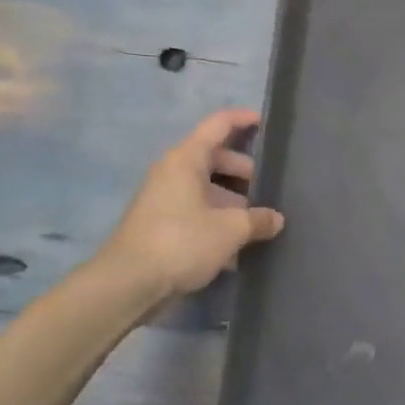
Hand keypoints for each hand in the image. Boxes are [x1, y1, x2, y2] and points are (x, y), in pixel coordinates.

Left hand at [93, 108, 284, 308]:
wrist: (127, 285)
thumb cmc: (182, 242)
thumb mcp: (230, 230)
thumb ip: (258, 220)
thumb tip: (276, 219)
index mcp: (186, 160)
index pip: (218, 125)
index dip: (243, 119)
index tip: (266, 122)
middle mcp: (173, 173)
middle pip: (216, 158)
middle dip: (245, 171)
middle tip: (271, 188)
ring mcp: (164, 199)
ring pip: (207, 188)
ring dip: (233, 200)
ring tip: (260, 220)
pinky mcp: (161, 225)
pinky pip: (197, 211)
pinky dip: (218, 220)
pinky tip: (239, 246)